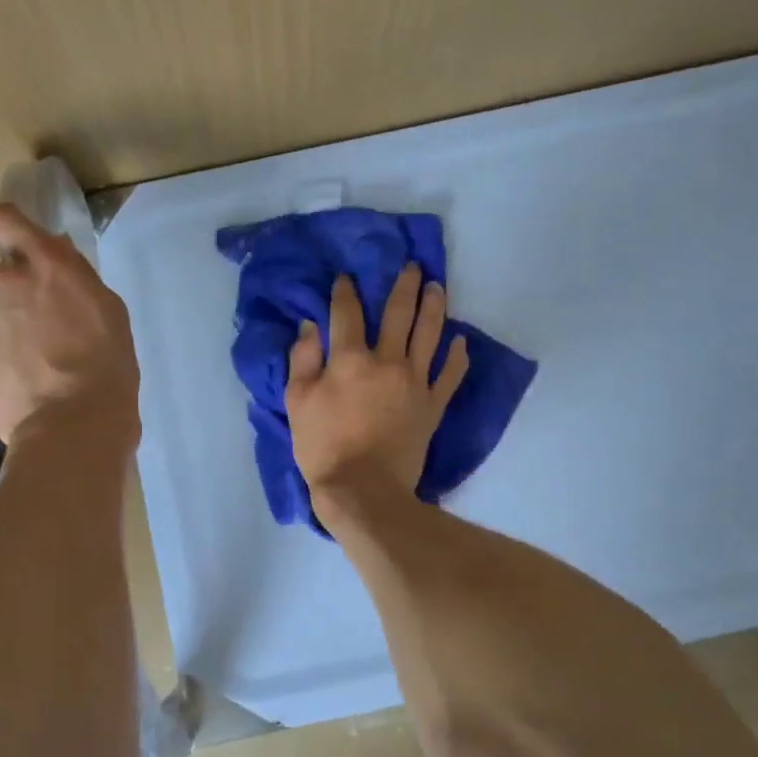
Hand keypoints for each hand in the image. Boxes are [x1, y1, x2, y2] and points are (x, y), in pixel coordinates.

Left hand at [0, 204, 138, 447]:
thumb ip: (76, 279)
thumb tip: (53, 258)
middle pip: (0, 278)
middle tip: (40, 335)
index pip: (9, 221)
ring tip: (25, 366)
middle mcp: (3, 277)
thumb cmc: (106, 370)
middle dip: (14, 297)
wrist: (71, 425)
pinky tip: (7, 378)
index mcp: (48, 266)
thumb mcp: (109, 314)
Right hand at [286, 263, 469, 510]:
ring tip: (437, 288)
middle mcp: (387, 362)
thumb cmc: (323, 448)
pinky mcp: (433, 406)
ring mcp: (415, 383)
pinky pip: (450, 375)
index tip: (347, 278)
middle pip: (399, 314)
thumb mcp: (297, 404)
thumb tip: (310, 326)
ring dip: (434, 307)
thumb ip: (302, 360)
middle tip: (412, 266)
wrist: (363, 490)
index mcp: (349, 360)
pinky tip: (460, 341)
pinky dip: (457, 356)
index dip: (346, 292)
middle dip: (404, 286)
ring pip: (430, 335)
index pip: (347, 314)